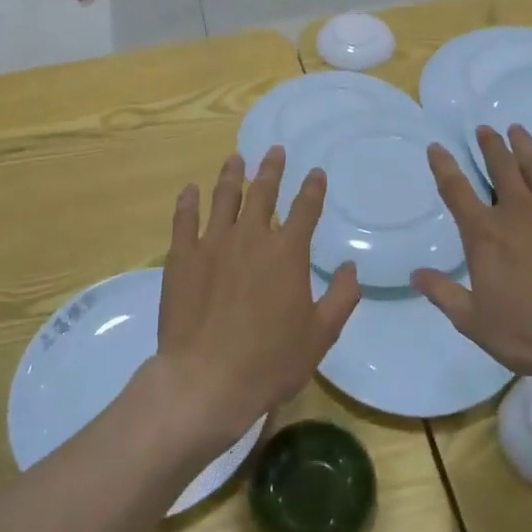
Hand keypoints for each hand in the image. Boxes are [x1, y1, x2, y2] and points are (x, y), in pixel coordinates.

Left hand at [157, 148, 359, 446]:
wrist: (206, 380)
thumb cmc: (269, 361)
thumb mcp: (320, 335)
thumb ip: (341, 297)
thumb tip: (350, 267)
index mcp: (287, 253)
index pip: (305, 209)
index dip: (312, 188)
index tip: (315, 172)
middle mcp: (251, 237)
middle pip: (263, 193)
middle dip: (271, 169)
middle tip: (275, 151)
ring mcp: (213, 244)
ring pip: (224, 198)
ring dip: (231, 175)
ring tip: (236, 158)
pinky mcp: (182, 257)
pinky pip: (184, 220)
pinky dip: (188, 202)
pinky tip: (190, 189)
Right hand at [412, 125, 531, 395]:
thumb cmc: (531, 332)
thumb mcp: (475, 322)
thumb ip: (444, 294)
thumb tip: (415, 274)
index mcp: (485, 234)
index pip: (456, 190)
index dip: (443, 166)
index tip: (437, 147)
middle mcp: (518, 211)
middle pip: (500, 168)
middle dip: (490, 146)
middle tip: (485, 129)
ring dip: (524, 146)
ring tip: (517, 129)